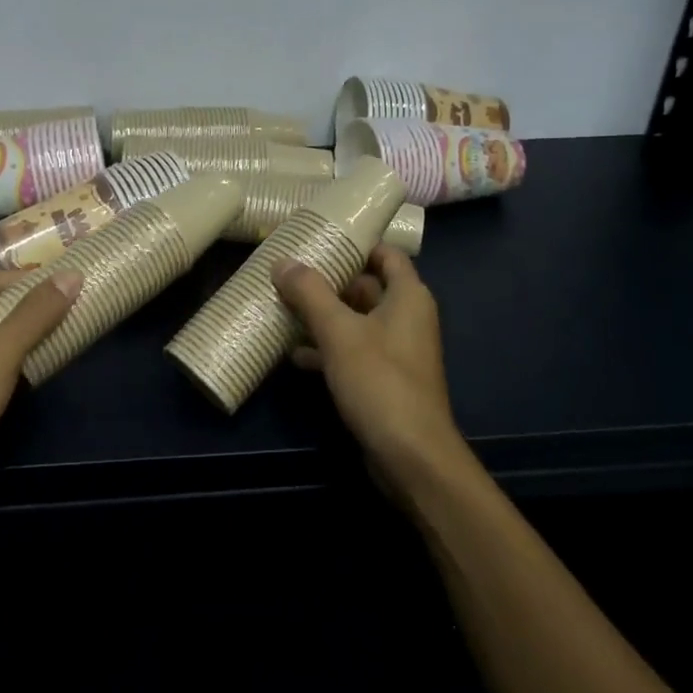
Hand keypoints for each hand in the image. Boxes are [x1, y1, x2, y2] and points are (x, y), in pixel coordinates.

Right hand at [274, 245, 467, 487]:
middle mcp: (406, 318)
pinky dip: (327, 348)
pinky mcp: (384, 380)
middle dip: (328, 281)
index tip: (320, 237)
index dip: (356, 242)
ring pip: (355, 321)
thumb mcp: (339, 332)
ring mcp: (396, 351)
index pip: (385, 254)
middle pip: (365, 286)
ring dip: (323, 316)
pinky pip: (353, 351)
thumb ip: (310, 293)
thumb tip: (282, 262)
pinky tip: (294, 354)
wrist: (410, 455)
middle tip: (289, 273)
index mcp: (407, 297)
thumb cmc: (380, 381)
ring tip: (282, 308)